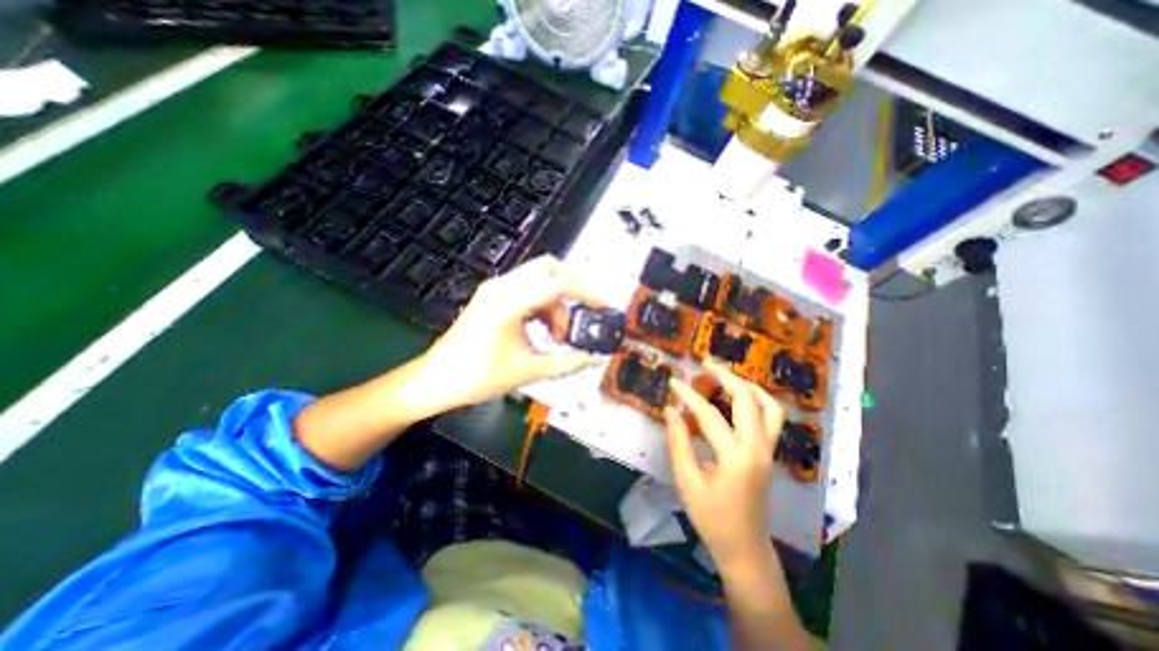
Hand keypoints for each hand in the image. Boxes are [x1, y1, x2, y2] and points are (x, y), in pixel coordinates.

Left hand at [417, 257, 602, 410]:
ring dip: (556, 302)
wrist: (436, 380)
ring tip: (559, 335)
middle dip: (572, 289)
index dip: (588, 292)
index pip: (559, 283)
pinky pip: (527, 290)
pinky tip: (544, 329)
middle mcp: (503, 286)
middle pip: (550, 268)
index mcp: (511, 301)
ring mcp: (496, 289)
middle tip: (583, 314)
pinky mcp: (493, 297)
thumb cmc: (479, 376)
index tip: (606, 306)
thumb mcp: (529, 370)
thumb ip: (567, 362)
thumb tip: (595, 358)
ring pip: (539, 280)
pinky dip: (543, 304)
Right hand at [661, 360, 787, 569]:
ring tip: (725, 376)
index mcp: (736, 457)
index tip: (674, 381)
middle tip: (705, 363)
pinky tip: (738, 398)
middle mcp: (758, 448)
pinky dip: (757, 400)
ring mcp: (769, 450)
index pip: (710, 414)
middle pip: (747, 399)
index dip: (688, 395)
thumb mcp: (687, 481)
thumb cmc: (712, 518)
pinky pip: (772, 418)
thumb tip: (671, 409)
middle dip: (726, 376)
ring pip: (769, 406)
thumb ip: (679, 441)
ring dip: (747, 386)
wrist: (745, 547)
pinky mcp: (770, 453)